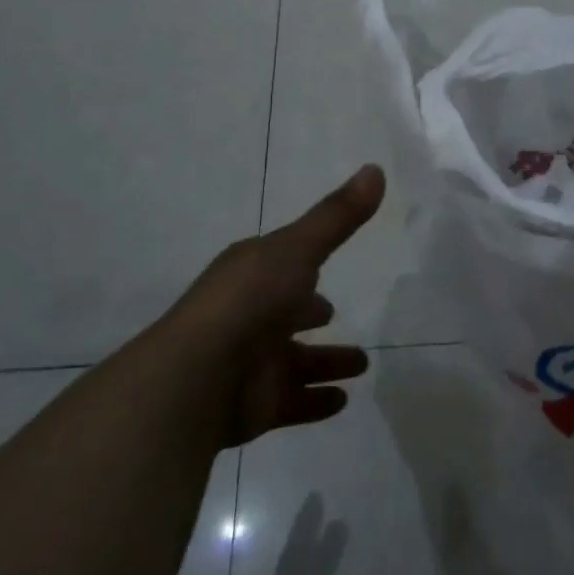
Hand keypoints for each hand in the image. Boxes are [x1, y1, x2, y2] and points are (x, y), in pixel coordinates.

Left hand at [173, 165, 384, 447]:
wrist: (197, 378)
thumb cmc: (249, 299)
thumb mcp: (299, 247)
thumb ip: (338, 215)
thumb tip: (376, 168)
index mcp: (252, 274)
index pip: (281, 265)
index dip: (302, 264)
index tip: (322, 267)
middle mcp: (248, 315)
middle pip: (284, 313)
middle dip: (308, 312)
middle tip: (332, 314)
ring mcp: (250, 363)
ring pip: (293, 361)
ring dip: (323, 362)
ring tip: (362, 364)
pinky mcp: (254, 406)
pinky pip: (292, 402)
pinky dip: (315, 402)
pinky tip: (341, 401)